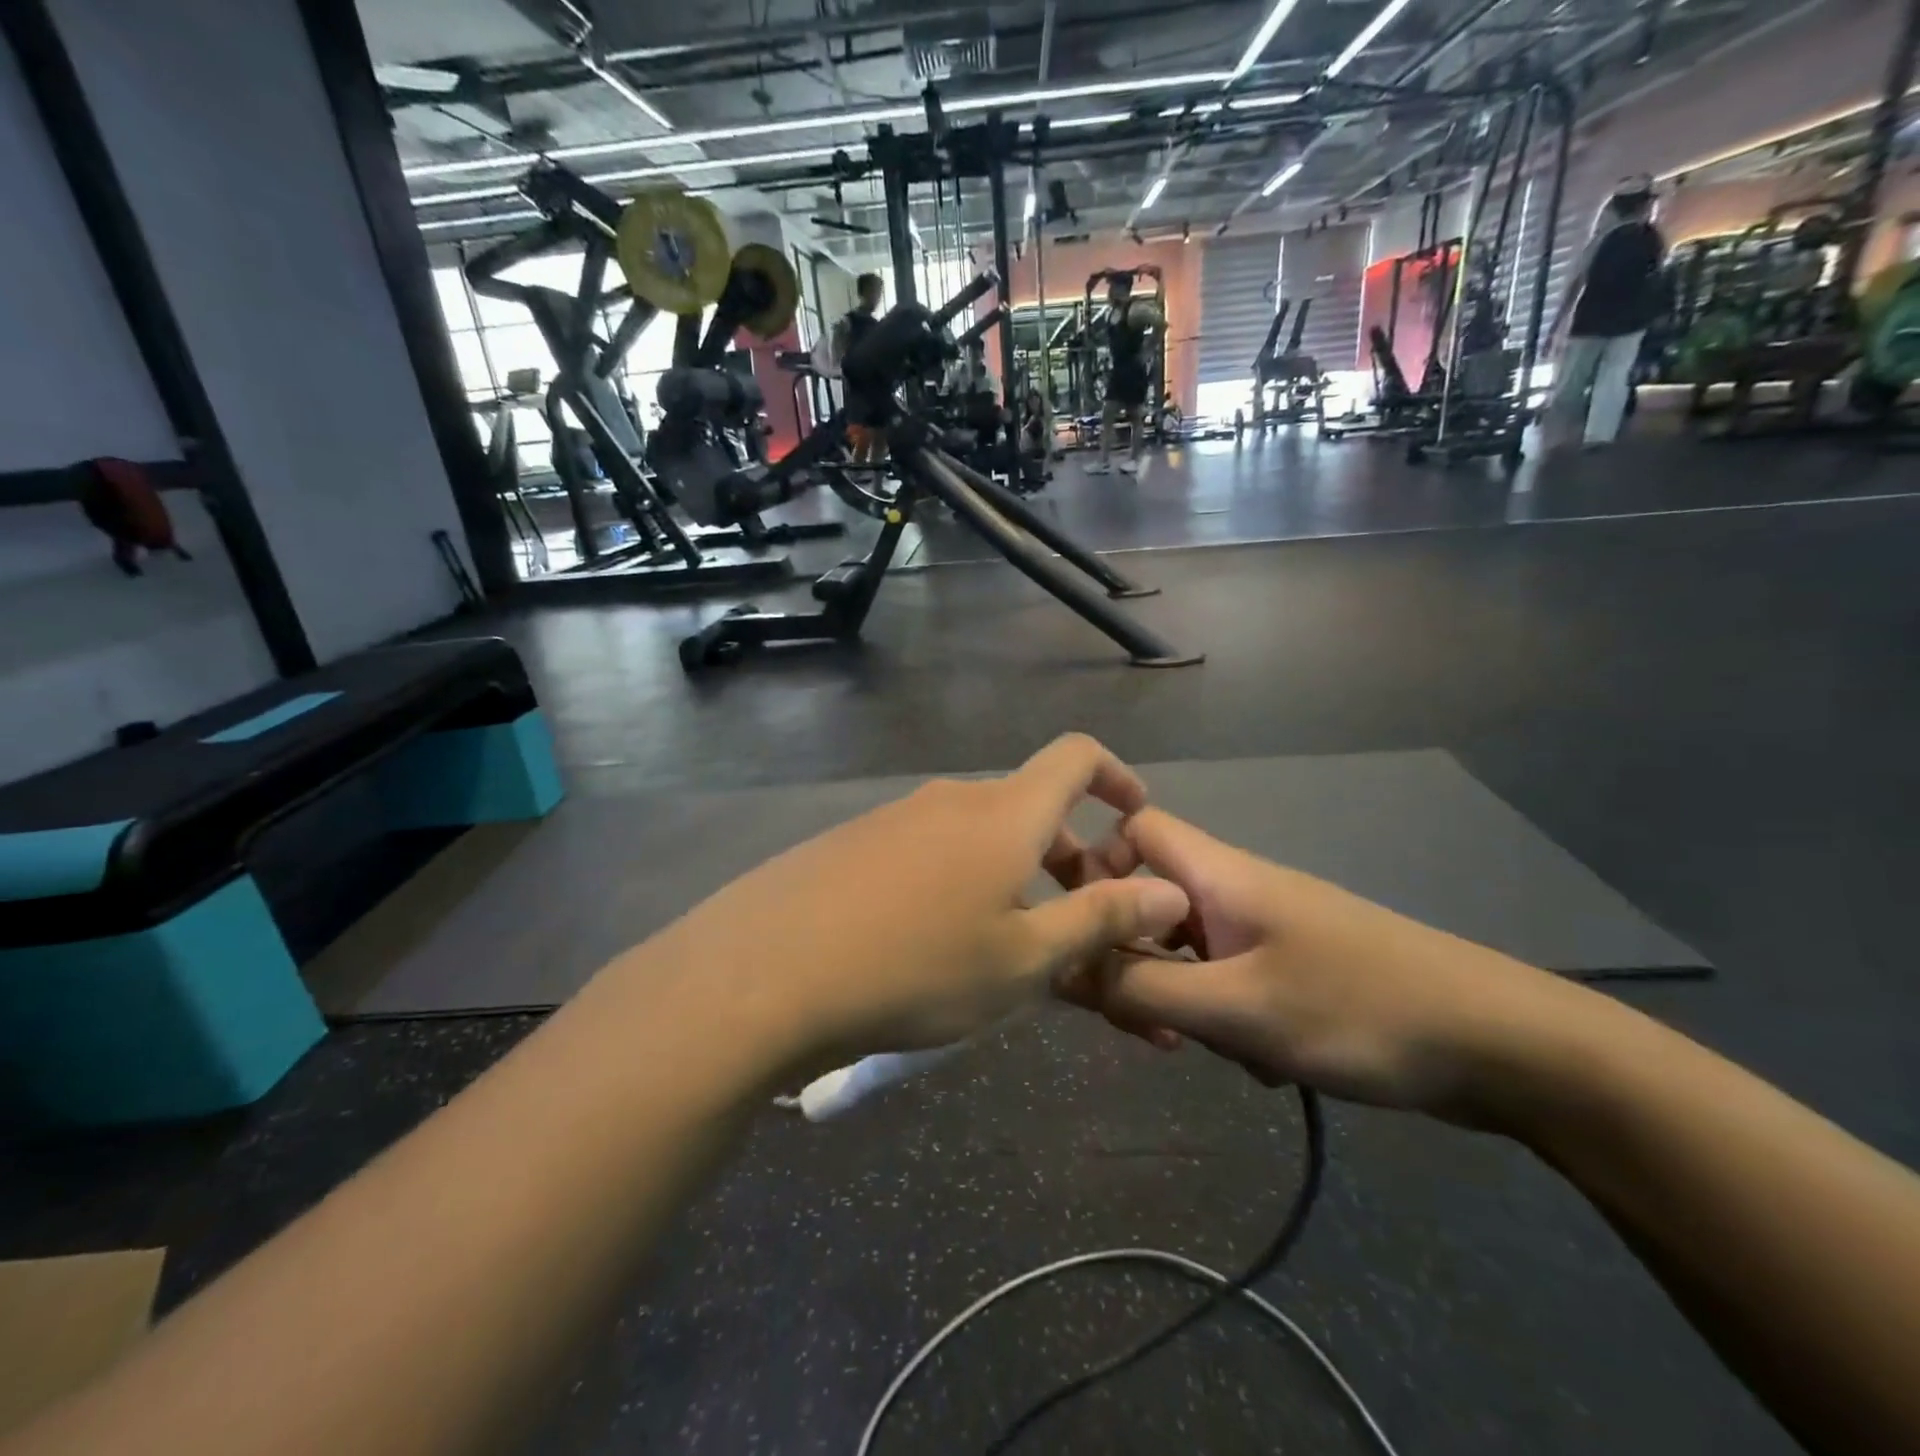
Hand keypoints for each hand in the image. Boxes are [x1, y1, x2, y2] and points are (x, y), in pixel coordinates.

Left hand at [634, 736, 1191, 1074]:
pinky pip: (926, 848)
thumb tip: (1168, 889)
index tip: (1134, 819)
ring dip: (1009, 872)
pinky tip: (931, 940)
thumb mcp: (1023, 959)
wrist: (765, 973)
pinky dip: (956, 879)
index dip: (1115, 776)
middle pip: (1027, 806)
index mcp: (1003, 814)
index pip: (1075, 756)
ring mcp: (893, 816)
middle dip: (1066, 853)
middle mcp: (949, 799)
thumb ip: (1101, 919)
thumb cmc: (916, 969)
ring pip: (975, 832)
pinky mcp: (851, 841)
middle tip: (1073, 922)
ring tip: (1004, 944)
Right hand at [1064, 809, 1590, 1122]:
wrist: (1500, 1046)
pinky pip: (1226, 978)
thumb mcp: (1235, 1008)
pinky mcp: (1291, 965)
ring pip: (1186, 946)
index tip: (1086, 932)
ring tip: (1202, 1047)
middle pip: (1151, 896)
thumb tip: (1061, 966)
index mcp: (1219, 874)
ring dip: (1175, 994)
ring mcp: (1266, 928)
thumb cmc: (1357, 1010)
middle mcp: (1236, 889)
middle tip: (1141, 1022)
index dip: (1098, 866)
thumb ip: (1139, 987)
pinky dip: (1221, 1014)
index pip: (1134, 829)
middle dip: (1131, 955)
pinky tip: (1257, 1061)